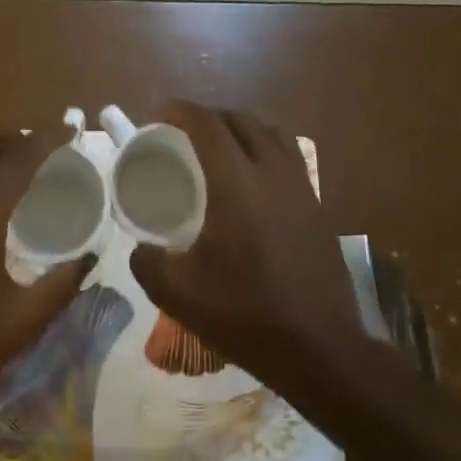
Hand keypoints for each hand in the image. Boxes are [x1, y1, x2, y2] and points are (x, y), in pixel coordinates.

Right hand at [129, 102, 371, 413]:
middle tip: (183, 135)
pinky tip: (252, 184)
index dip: (180, 111)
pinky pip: (290, 159)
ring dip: (242, 130)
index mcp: (237, 185)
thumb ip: (147, 262)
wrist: (320, 349)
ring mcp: (302, 190)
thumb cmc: (245, 315)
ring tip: (219, 150)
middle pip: (242, 121)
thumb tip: (141, 248)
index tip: (158, 117)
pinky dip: (265, 153)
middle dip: (209, 117)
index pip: (208, 125)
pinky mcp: (319, 208)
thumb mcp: (178, 293)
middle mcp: (273, 175)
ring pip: (273, 135)